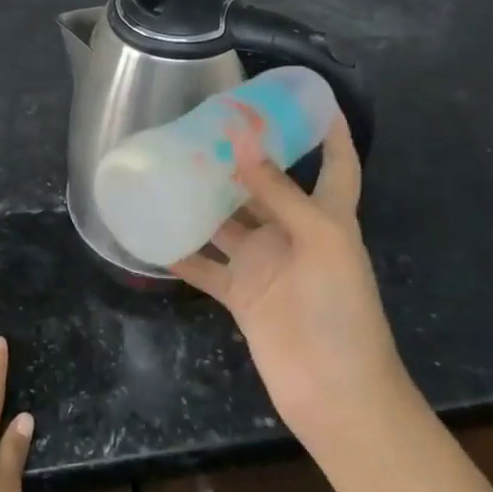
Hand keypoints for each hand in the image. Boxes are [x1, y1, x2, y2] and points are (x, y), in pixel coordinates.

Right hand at [171, 117, 407, 461]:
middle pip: (266, 185)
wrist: (336, 393)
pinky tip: (152, 229)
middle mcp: (293, 233)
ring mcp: (264, 264)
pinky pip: (204, 265)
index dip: (330, 131)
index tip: (311, 98)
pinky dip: (181, 250)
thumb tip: (242, 138)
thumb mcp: (319, 239)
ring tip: (169, 164)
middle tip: (205, 124)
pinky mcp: (240, 294)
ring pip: (228, 220)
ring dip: (203, 197)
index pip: (336, 163)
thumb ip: (278, 190)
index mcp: (326, 216)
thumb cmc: (341, 309)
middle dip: (242, 156)